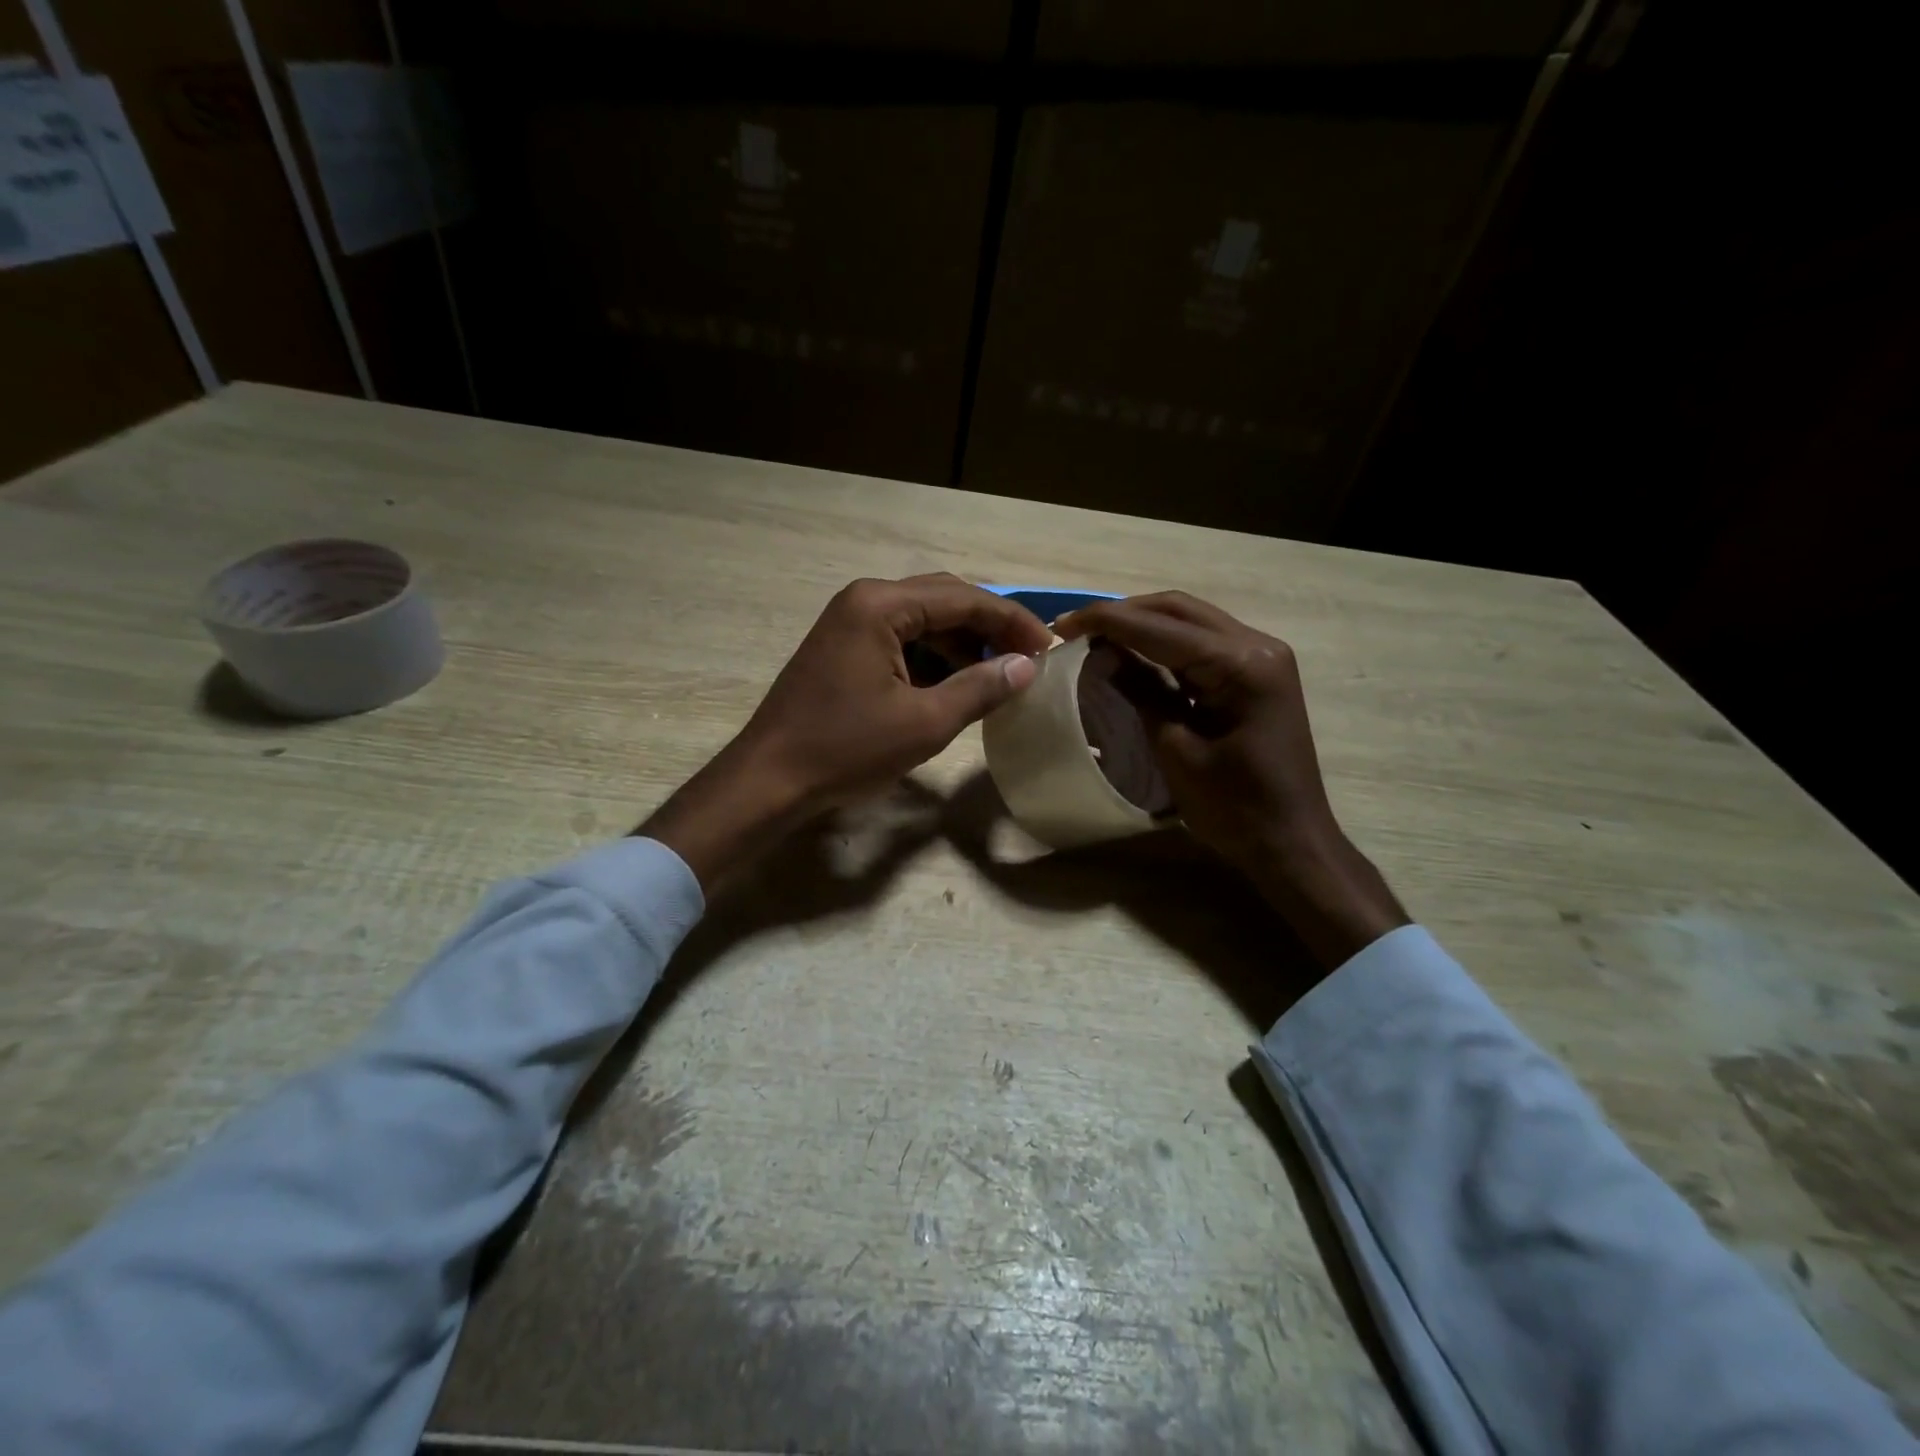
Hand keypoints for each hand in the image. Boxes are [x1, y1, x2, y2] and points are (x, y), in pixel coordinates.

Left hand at [642, 575, 1049, 887]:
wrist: (769, 780)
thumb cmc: (845, 749)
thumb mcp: (924, 723)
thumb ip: (980, 688)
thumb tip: (1026, 667)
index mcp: (881, 605)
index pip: (964, 599)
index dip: (1012, 621)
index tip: (1049, 648)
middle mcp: (864, 600)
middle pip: (943, 600)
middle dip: (990, 628)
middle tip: (1029, 659)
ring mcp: (849, 623)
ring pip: (923, 621)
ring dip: (963, 645)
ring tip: (1000, 676)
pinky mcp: (843, 648)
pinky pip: (900, 641)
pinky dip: (933, 659)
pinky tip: (956, 685)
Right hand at [1054, 592, 1407, 968]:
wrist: (1291, 843)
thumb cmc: (1234, 808)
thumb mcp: (1176, 750)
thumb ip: (1142, 692)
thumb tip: (1102, 655)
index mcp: (1242, 665)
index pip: (1161, 627)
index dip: (1107, 622)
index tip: (1062, 625)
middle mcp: (1257, 645)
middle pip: (1179, 609)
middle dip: (1123, 613)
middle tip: (1076, 628)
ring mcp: (1261, 656)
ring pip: (1190, 620)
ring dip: (1143, 623)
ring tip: (1095, 635)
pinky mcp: (1257, 672)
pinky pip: (1202, 643)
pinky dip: (1164, 642)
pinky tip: (1132, 650)